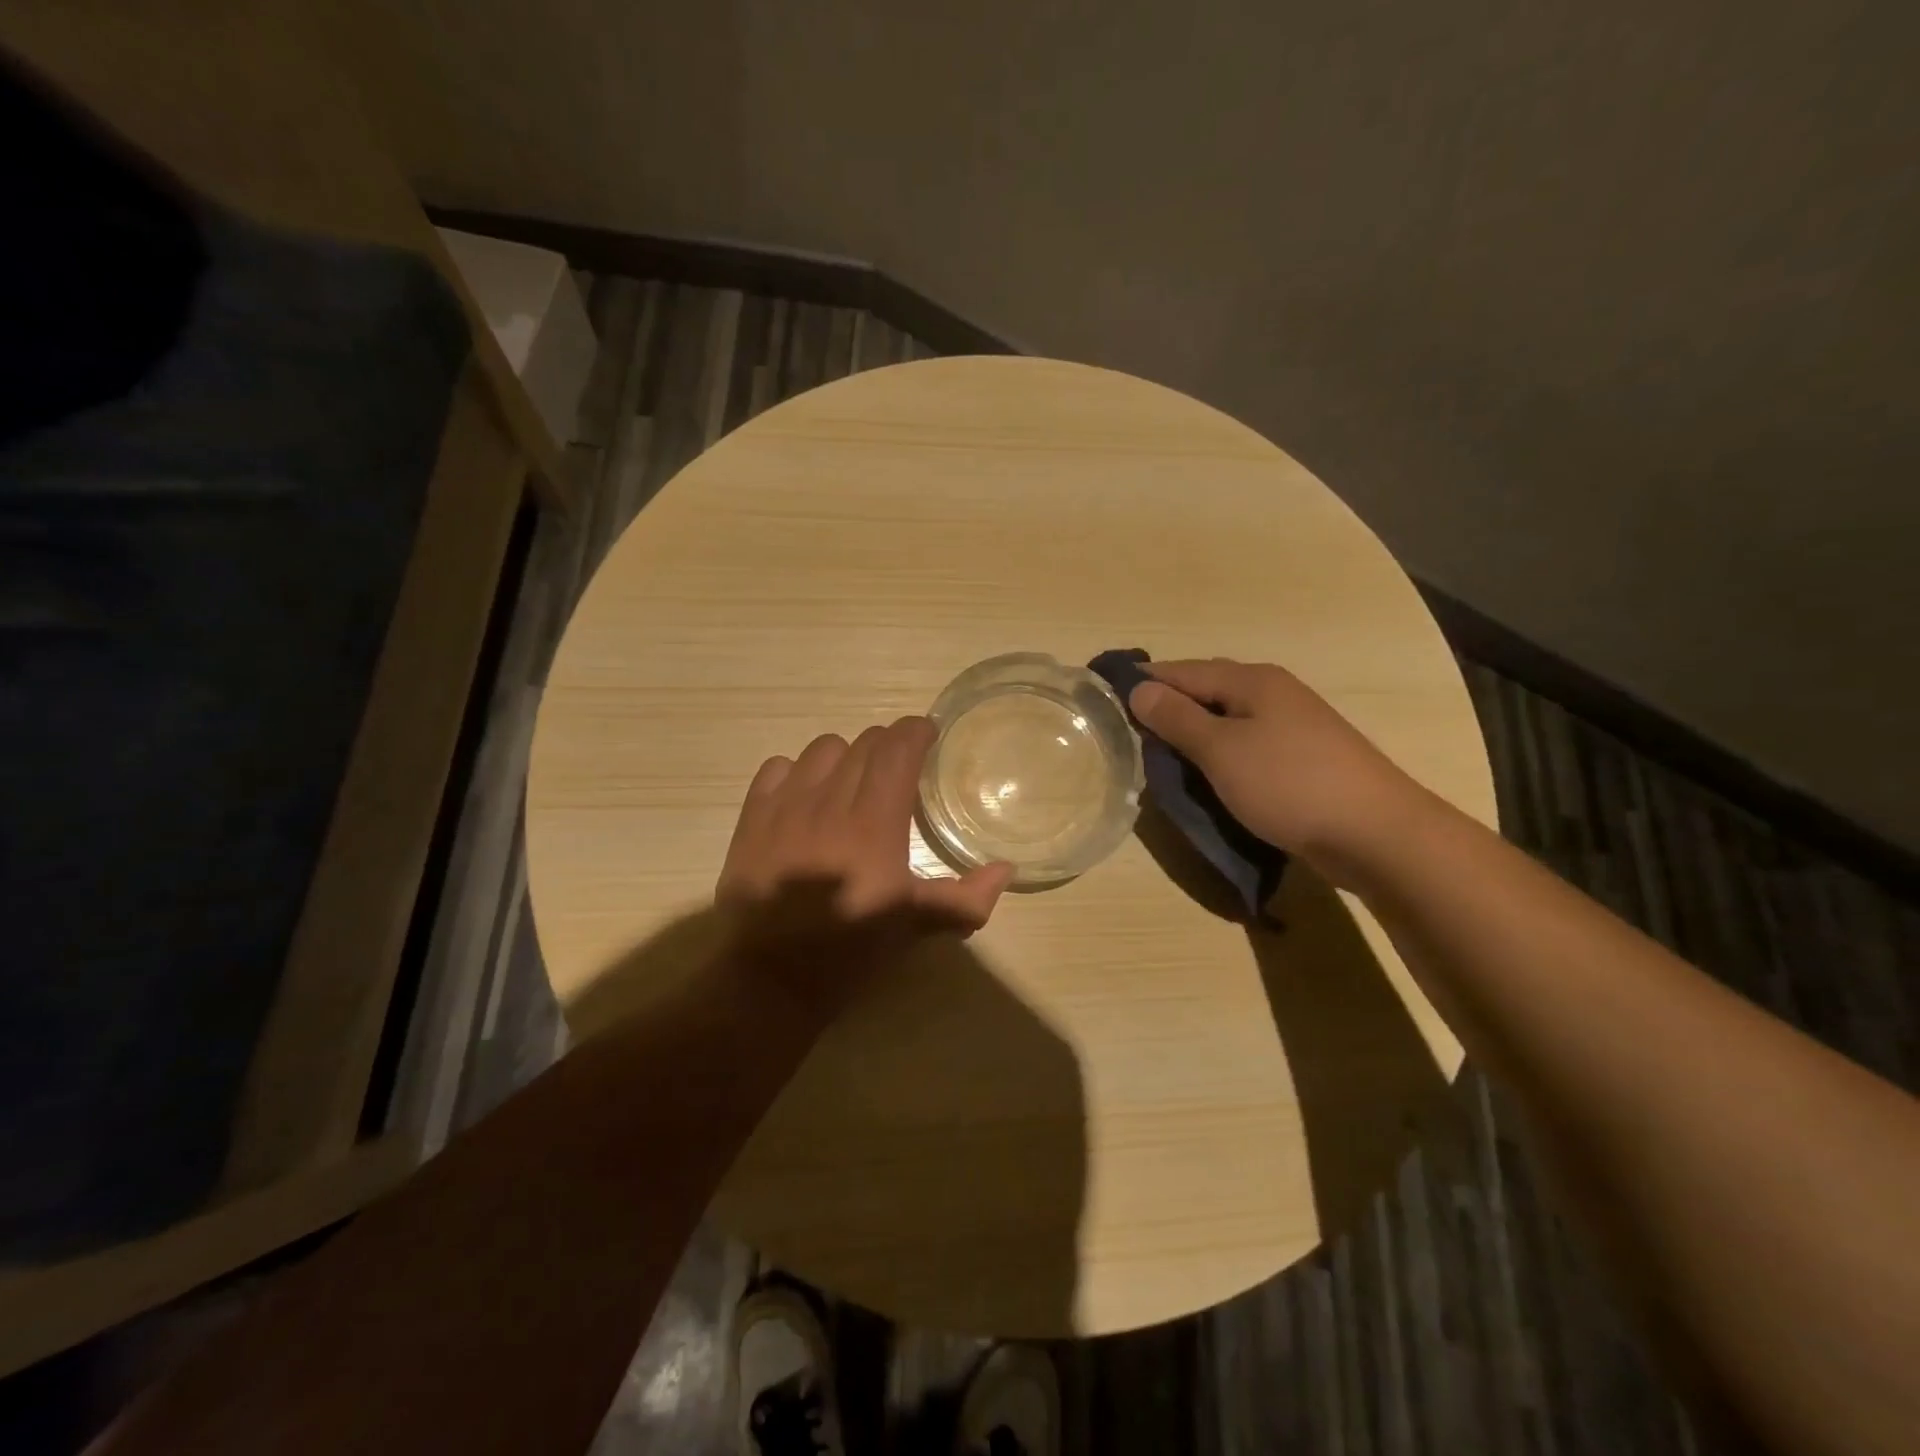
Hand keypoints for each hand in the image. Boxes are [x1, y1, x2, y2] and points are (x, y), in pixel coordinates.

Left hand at [716, 716, 1013, 1018]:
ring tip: (852, 782)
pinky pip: (777, 767)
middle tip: (898, 770)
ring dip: (845, 757)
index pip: (898, 748)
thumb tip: (1006, 869)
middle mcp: (830, 803)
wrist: (772, 979)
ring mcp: (786, 807)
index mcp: (875, 824)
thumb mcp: (916, 926)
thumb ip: (966, 897)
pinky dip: (798, 771)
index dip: (916, 732)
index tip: (928, 737)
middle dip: (888, 746)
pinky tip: (807, 796)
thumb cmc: (852, 951)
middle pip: (864, 744)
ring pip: (822, 749)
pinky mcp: (752, 819)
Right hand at [1127, 658, 1427, 881]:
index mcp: (1252, 681)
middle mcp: (1273, 693)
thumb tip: (1138, 688)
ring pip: (1226, 720)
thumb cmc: (1288, 784)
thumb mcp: (1221, 750)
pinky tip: (1208, 774)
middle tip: (1130, 734)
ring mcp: (1293, 725)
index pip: (1181, 670)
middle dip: (1167, 708)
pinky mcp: (1302, 757)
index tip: (1105, 699)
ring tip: (1162, 757)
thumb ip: (1177, 718)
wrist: (1376, 833)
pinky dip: (1220, 754)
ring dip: (1194, 734)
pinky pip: (1246, 744)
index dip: (1143, 683)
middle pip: (1206, 690)